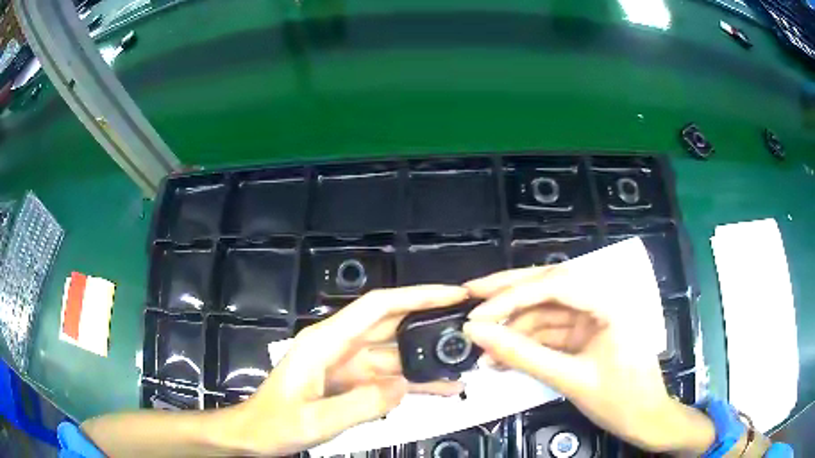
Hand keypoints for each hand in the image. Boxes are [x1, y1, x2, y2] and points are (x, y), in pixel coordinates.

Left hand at [223, 285, 468, 455]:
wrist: (255, 434)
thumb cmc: (274, 423)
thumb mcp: (314, 419)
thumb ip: (360, 404)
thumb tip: (403, 386)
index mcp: (325, 342)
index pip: (378, 307)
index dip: (417, 296)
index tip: (452, 295)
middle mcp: (338, 346)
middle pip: (391, 325)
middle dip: (430, 321)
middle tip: (469, 326)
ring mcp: (346, 365)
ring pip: (394, 354)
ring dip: (426, 360)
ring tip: (462, 367)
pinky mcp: (350, 382)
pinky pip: (387, 377)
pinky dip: (412, 382)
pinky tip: (438, 389)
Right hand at [462, 242, 713, 453]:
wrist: (645, 420)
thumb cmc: (619, 400)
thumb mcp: (569, 379)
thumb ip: (522, 355)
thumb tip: (476, 333)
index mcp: (609, 302)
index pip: (555, 284)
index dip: (512, 296)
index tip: (477, 314)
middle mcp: (600, 300)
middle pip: (548, 286)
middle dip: (507, 292)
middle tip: (469, 294)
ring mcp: (591, 318)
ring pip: (544, 311)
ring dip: (513, 328)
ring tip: (482, 349)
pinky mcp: (584, 335)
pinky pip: (549, 333)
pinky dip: (525, 344)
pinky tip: (501, 359)